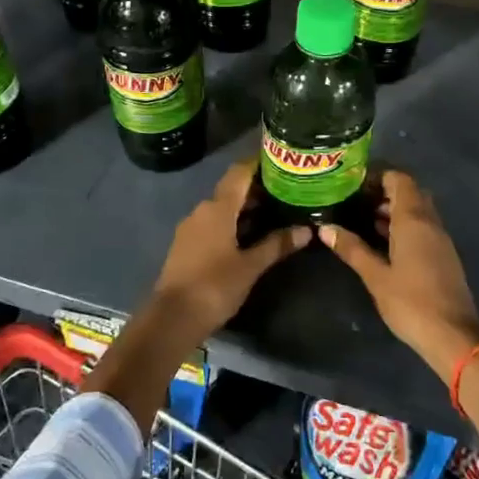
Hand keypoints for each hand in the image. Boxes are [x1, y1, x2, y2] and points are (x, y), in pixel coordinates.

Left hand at [85, 159, 309, 430]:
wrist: (172, 318)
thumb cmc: (214, 287)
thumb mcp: (250, 266)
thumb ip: (277, 245)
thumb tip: (306, 230)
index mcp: (218, 208)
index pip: (239, 173)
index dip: (259, 163)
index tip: (281, 160)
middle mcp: (202, 210)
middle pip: (232, 190)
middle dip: (258, 189)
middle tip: (287, 190)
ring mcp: (191, 227)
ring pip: (223, 208)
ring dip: (246, 208)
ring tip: (275, 212)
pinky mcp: (187, 244)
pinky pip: (213, 223)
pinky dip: (233, 223)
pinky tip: (250, 234)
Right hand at [319, 169, 478, 381]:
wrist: (452, 335)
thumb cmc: (410, 302)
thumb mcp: (375, 276)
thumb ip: (352, 249)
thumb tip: (324, 229)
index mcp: (414, 220)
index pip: (400, 180)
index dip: (378, 176)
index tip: (354, 184)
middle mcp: (430, 222)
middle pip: (410, 192)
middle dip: (384, 192)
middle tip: (355, 201)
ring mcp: (440, 239)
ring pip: (417, 211)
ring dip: (394, 210)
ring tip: (362, 219)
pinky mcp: (443, 255)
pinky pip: (422, 228)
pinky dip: (403, 226)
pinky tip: (382, 242)